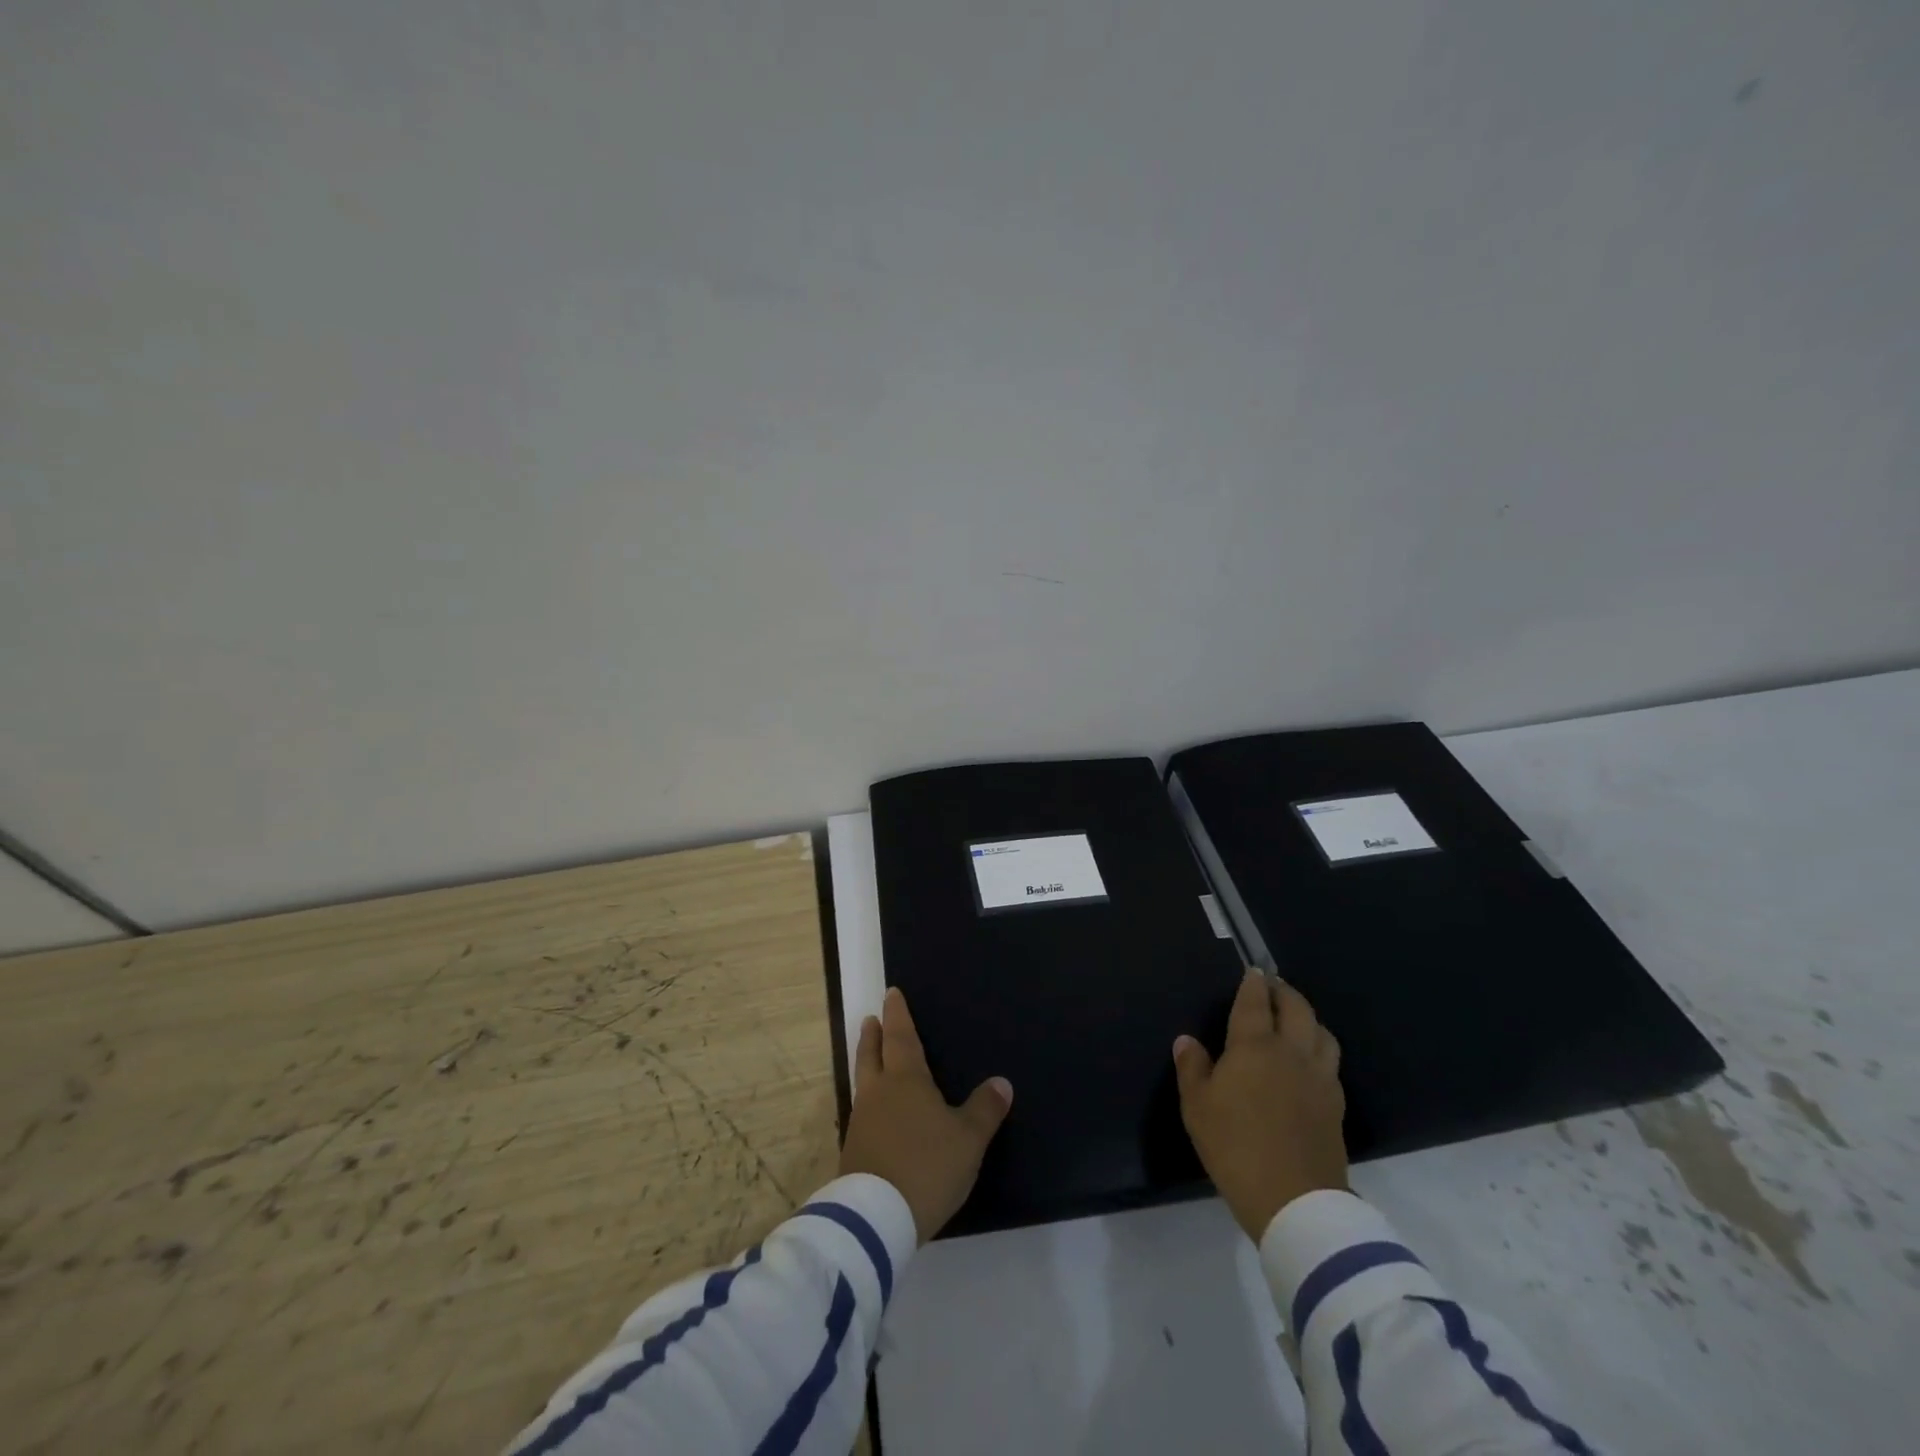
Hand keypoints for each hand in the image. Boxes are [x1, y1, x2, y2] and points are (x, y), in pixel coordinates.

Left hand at [839, 987, 1012, 1242]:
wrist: (877, 1217)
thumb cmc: (927, 1166)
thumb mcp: (968, 1139)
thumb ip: (984, 1109)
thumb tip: (1002, 1082)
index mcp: (906, 1079)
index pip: (901, 1037)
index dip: (898, 1015)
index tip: (891, 994)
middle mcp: (879, 1092)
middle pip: (872, 1054)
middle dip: (874, 1035)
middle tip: (870, 1019)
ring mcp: (861, 1121)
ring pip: (863, 1081)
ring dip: (866, 1063)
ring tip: (871, 1057)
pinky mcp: (853, 1151)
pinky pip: (861, 1111)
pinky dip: (867, 1100)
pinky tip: (873, 1112)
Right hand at [1173, 968, 1348, 1240]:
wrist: (1294, 1200)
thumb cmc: (1235, 1146)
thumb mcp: (1197, 1107)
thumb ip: (1192, 1068)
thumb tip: (1187, 1041)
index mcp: (1254, 1046)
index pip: (1255, 1002)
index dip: (1253, 983)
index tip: (1252, 971)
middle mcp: (1291, 1052)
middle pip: (1296, 1008)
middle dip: (1284, 991)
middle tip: (1272, 987)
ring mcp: (1319, 1078)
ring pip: (1322, 1032)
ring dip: (1308, 1018)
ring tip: (1295, 1020)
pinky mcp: (1336, 1105)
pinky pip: (1330, 1062)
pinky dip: (1319, 1049)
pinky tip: (1309, 1062)